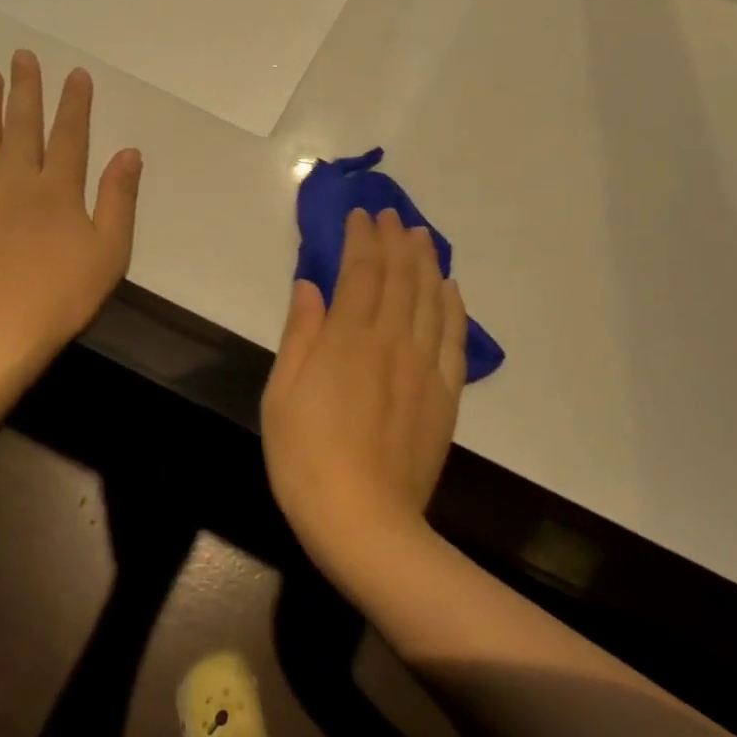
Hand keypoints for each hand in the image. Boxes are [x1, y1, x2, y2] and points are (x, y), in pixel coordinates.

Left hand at [0, 50, 140, 371]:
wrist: (0, 331)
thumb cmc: (65, 294)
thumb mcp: (110, 251)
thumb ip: (118, 199)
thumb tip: (128, 152)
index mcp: (59, 189)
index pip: (70, 134)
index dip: (74, 102)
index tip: (75, 74)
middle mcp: (18, 181)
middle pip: (22, 125)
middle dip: (25, 89)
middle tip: (22, 56)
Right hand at [260, 208, 468, 578]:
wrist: (365, 521)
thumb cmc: (306, 458)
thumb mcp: (282, 394)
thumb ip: (300, 334)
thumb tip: (309, 285)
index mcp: (349, 338)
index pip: (362, 270)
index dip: (362, 237)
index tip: (361, 215)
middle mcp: (393, 340)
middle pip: (401, 276)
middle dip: (396, 239)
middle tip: (392, 215)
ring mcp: (426, 366)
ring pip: (432, 298)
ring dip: (427, 261)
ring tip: (422, 236)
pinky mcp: (446, 394)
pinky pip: (455, 336)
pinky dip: (453, 305)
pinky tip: (450, 288)